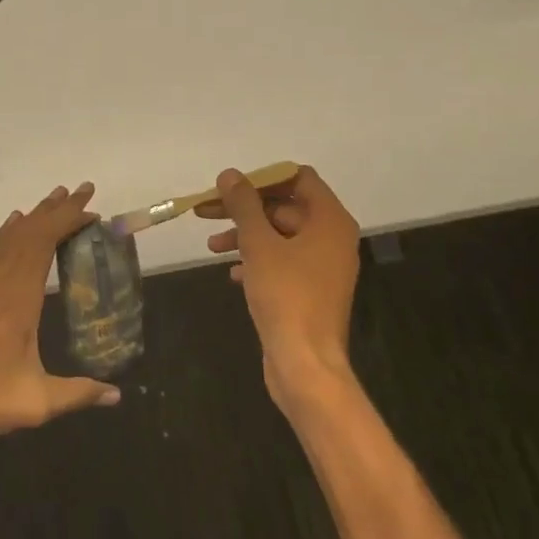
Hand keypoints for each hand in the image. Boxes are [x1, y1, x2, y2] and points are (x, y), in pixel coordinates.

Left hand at [0, 183, 121, 447]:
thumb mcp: (34, 402)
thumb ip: (77, 393)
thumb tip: (116, 396)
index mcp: (18, 298)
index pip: (45, 243)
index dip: (68, 221)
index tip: (91, 209)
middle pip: (29, 232)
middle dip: (57, 209)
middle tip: (82, 190)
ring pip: (9, 237)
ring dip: (34, 217)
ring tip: (54, 200)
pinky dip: (7, 232)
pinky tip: (13, 225)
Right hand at [196, 166, 359, 407]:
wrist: (305, 364)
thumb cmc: (286, 296)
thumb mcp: (259, 244)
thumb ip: (243, 205)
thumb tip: (230, 175)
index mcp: (330, 220)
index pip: (299, 179)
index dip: (263, 178)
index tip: (231, 186)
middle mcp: (332, 238)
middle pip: (285, 207)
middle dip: (245, 209)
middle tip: (206, 213)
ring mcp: (323, 267)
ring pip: (280, 236)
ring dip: (246, 235)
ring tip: (212, 247)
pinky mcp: (311, 291)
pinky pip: (283, 263)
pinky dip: (257, 261)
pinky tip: (232, 273)